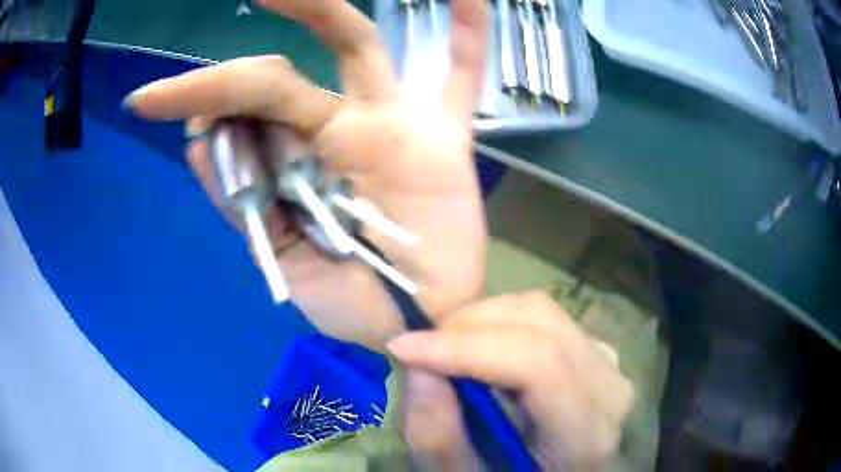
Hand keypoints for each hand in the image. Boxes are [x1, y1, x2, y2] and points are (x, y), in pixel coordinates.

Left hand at [124, 0, 488, 350]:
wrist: (413, 324)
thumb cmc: (351, 302)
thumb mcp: (281, 258)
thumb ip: (239, 201)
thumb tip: (195, 143)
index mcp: (289, 161)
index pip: (238, 111)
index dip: (198, 97)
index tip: (147, 101)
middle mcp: (335, 129)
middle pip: (282, 74)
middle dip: (238, 60)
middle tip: (214, 16)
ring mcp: (392, 125)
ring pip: (359, 48)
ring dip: (323, 11)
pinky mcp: (445, 138)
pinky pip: (462, 75)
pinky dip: (469, 35)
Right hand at [387, 292, 634, 470]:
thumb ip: (438, 437)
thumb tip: (417, 368)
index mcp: (587, 434)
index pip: (537, 363)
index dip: (465, 347)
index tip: (403, 347)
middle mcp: (610, 387)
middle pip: (540, 322)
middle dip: (469, 326)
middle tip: (423, 348)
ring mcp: (608, 364)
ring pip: (542, 313)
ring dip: (484, 322)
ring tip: (447, 350)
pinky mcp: (597, 352)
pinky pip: (547, 320)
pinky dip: (503, 325)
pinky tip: (481, 351)